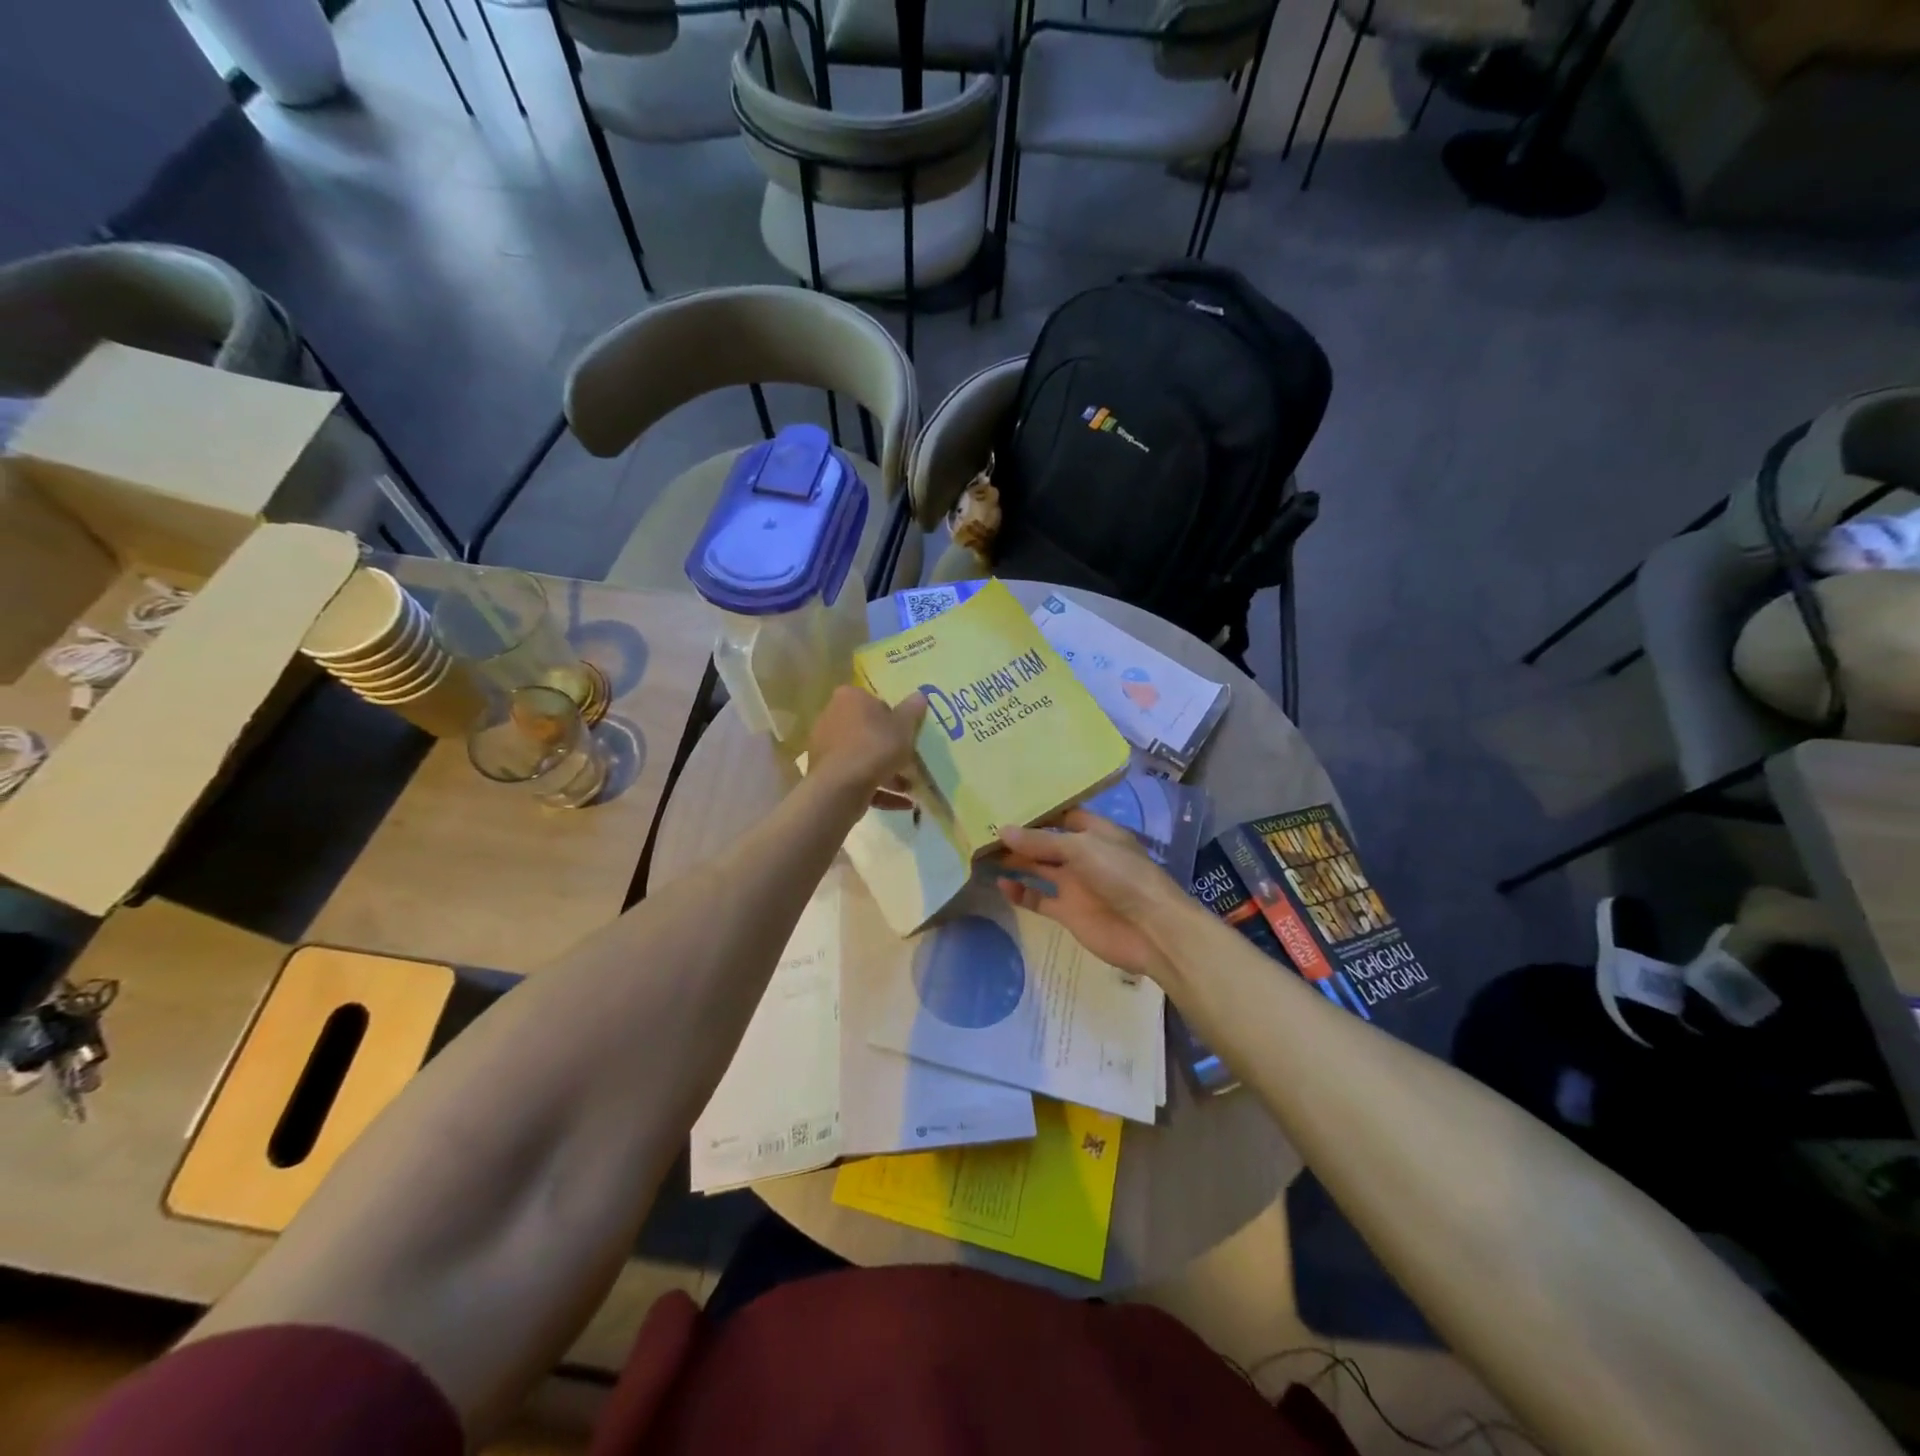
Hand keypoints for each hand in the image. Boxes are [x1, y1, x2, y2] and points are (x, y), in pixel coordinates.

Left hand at [808, 686, 925, 804]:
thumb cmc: (874, 746)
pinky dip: (877, 789)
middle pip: (866, 730)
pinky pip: (856, 779)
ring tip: (910, 787)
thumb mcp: (904, 726)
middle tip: (910, 760)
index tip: (907, 732)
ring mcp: (825, 748)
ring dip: (886, 772)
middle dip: (888, 747)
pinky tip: (902, 804)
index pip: (873, 701)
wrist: (841, 787)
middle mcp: (831, 718)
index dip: (893, 716)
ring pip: (862, 757)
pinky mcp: (825, 775)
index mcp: (849, 698)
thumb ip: (913, 710)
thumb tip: (920, 694)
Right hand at [997, 810, 1187, 983]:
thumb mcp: (1081, 848)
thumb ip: (1041, 842)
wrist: (1150, 930)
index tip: (1005, 803)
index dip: (1038, 811)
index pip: (1063, 815)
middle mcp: (1084, 855)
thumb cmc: (1121, 876)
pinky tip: (1001, 885)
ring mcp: (1075, 884)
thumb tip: (1003, 830)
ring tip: (983, 853)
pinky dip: (1021, 893)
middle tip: (984, 829)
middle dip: (1020, 836)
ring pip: (1039, 869)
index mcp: (1096, 832)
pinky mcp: (1068, 912)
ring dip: (1016, 862)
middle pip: (1046, 842)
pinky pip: (1039, 899)